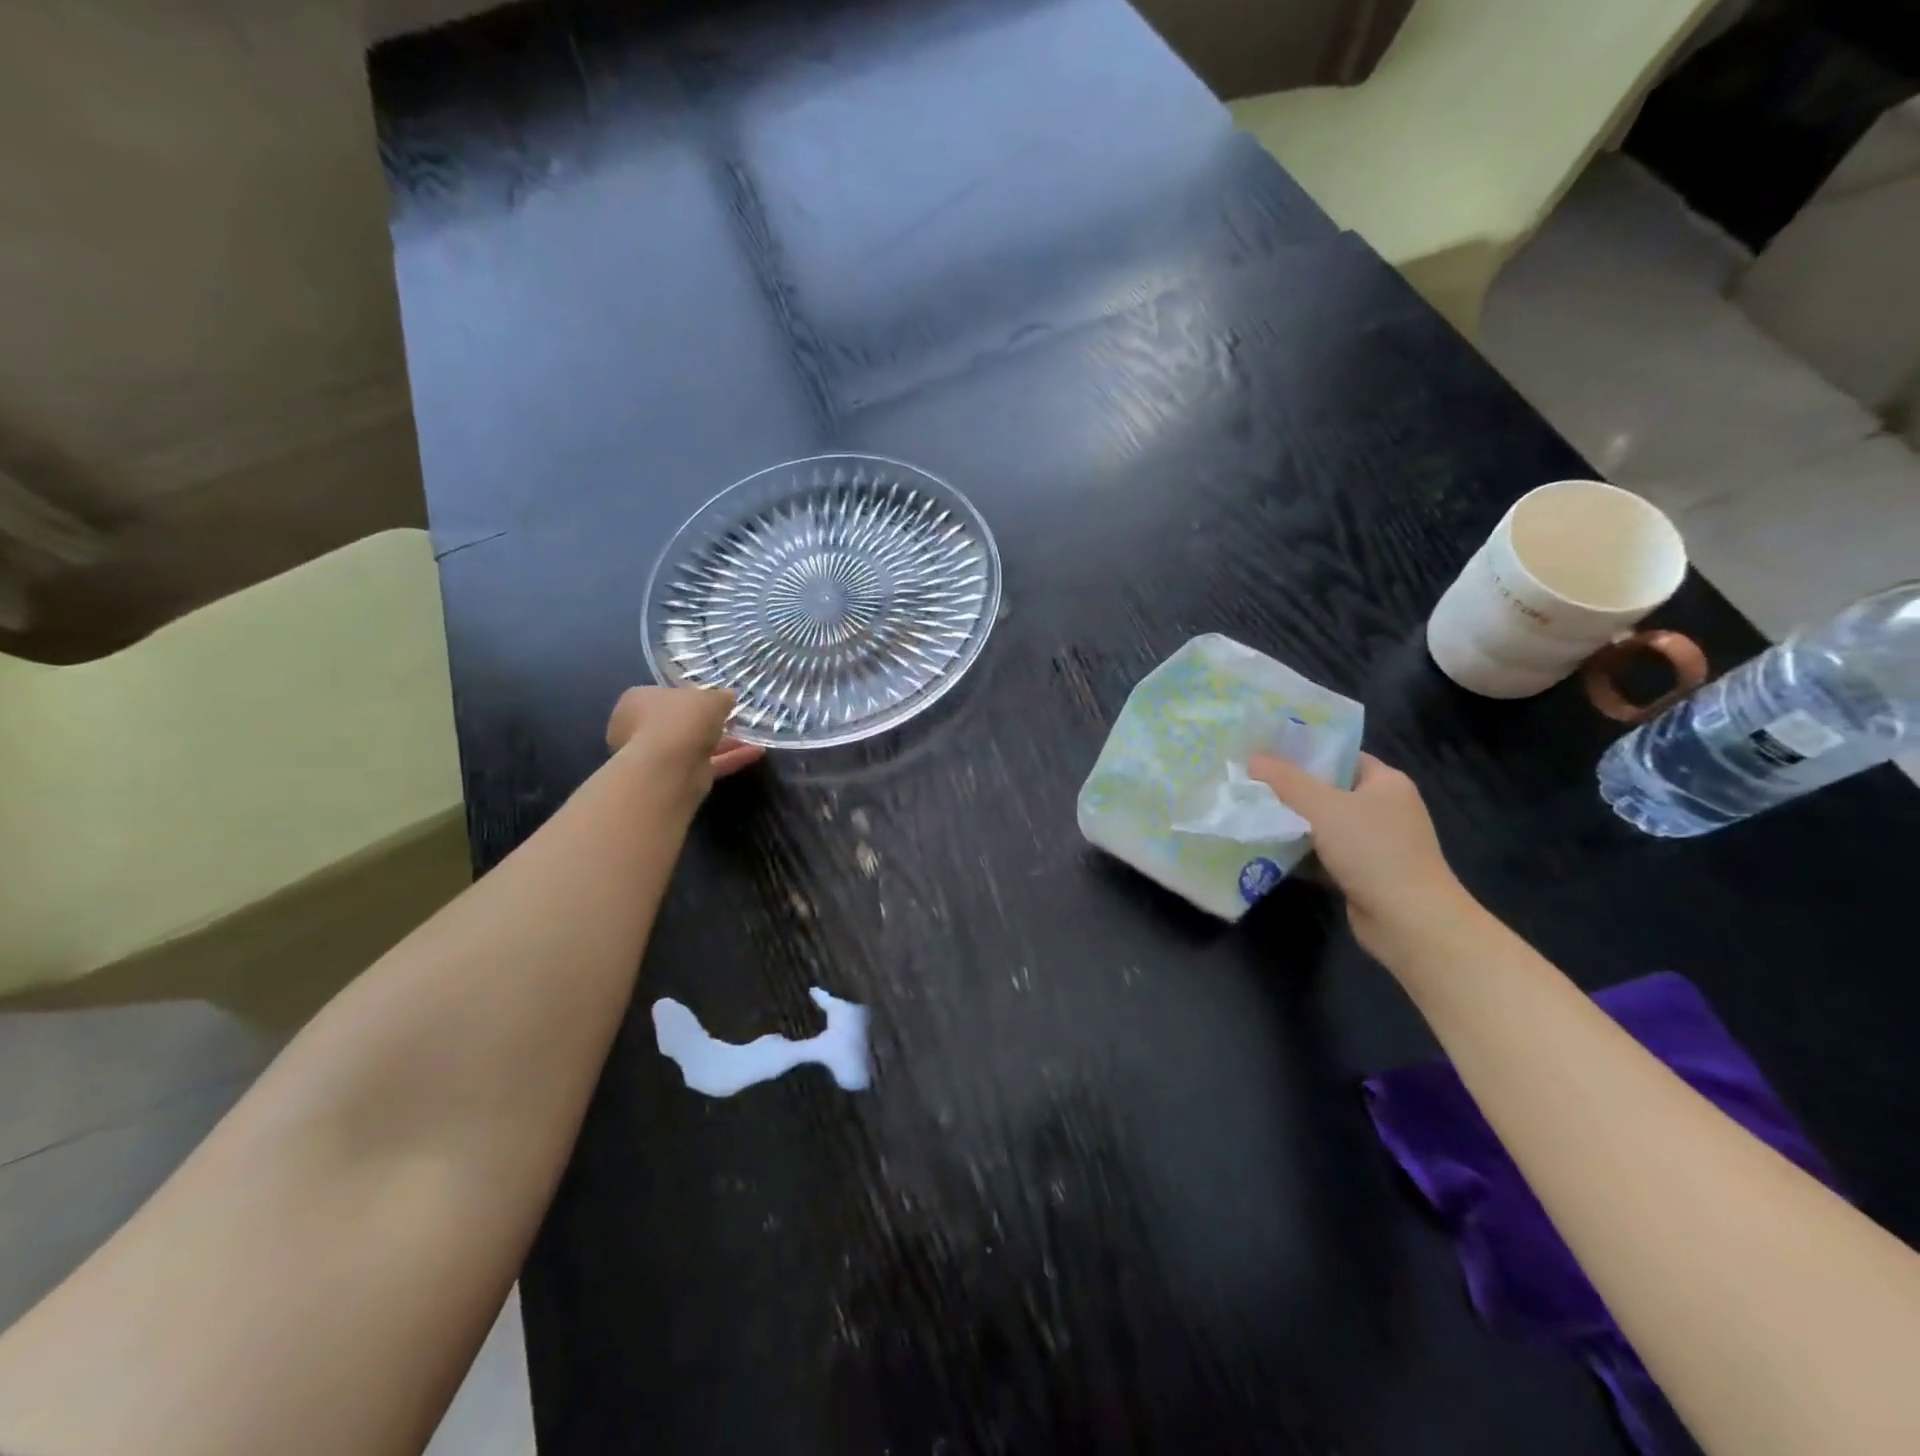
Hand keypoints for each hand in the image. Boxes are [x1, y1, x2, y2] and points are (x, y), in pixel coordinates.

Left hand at [605, 687, 763, 795]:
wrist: (670, 766)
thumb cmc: (682, 719)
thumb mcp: (710, 698)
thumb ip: (721, 697)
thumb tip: (728, 698)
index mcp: (638, 701)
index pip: (664, 695)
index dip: (690, 697)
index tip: (713, 699)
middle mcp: (639, 729)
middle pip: (680, 723)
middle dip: (708, 723)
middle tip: (734, 718)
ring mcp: (657, 756)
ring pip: (695, 746)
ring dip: (724, 742)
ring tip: (753, 736)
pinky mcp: (676, 778)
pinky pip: (707, 765)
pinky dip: (730, 758)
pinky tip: (757, 753)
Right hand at [1247, 751, 1470, 955]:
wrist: (1408, 921)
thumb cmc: (1372, 851)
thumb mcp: (1323, 807)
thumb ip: (1286, 781)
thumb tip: (1252, 758)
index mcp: (1386, 783)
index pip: (1340, 756)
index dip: (1304, 753)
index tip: (1265, 753)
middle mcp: (1384, 809)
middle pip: (1328, 791)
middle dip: (1290, 790)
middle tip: (1249, 783)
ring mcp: (1375, 843)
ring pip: (1323, 825)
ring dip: (1291, 824)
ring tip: (1250, 813)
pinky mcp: (1363, 873)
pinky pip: (1324, 854)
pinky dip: (1300, 853)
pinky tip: (1266, 850)